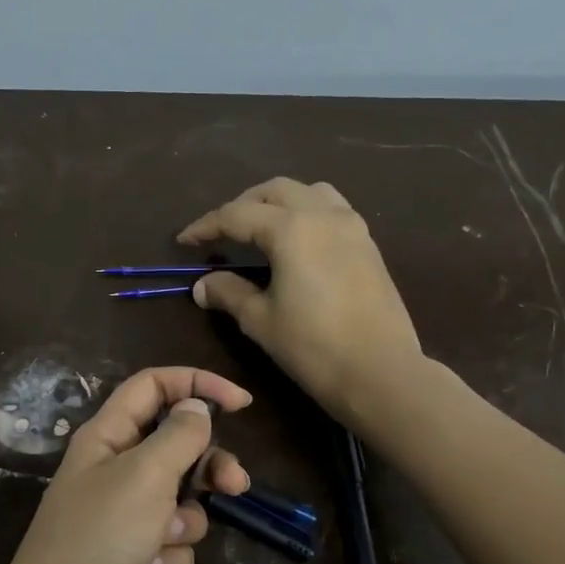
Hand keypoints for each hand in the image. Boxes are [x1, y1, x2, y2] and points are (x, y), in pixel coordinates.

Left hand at [0, 367, 251, 563]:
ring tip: (161, 541)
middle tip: (236, 485)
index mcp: (105, 436)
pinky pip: (167, 543)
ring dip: (183, 522)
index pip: (152, 386)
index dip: (196, 385)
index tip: (242, 404)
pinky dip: (166, 557)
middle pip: (173, 446)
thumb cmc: (99, 537)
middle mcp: (110, 469)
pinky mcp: (126, 555)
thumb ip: (178, 436)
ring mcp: (118, 515)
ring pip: (177, 501)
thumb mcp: (145, 475)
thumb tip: (196, 406)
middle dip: (207, 466)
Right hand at [179, 177, 422, 419]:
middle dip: (241, 206)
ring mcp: (351, 226)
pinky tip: (295, 242)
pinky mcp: (367, 245)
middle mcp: (323, 215)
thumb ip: (228, 293)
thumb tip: (203, 284)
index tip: (184, 241)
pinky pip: (331, 209)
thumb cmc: (312, 346)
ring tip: (259, 229)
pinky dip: (305, 213)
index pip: (236, 215)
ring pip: (308, 192)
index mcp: (291, 229)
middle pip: (274, 191)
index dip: (206, 226)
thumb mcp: (260, 320)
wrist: (380, 372)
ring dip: (277, 202)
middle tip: (220, 233)